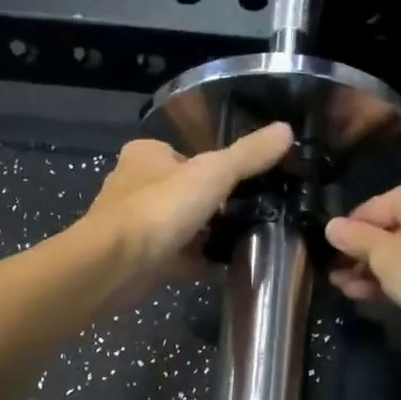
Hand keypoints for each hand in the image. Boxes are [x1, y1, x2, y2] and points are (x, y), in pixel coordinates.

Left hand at [81, 123, 294, 294]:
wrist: (114, 265)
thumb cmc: (160, 208)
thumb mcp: (213, 173)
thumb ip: (248, 155)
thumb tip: (286, 130)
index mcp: (146, 155)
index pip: (186, 155)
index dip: (215, 168)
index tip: (244, 184)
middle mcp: (134, 185)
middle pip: (184, 192)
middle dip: (212, 205)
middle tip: (251, 215)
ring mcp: (133, 225)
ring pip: (179, 226)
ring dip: (205, 235)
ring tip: (244, 241)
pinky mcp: (137, 259)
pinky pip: (176, 258)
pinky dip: (198, 263)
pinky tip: (224, 269)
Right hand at [325, 167, 400, 337]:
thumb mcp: (382, 256)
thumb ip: (354, 239)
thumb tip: (331, 226)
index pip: (372, 209)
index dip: (347, 236)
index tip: (329, 258)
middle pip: (391, 227)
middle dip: (362, 256)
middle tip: (337, 278)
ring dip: (378, 268)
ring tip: (348, 290)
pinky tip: (375, 293)